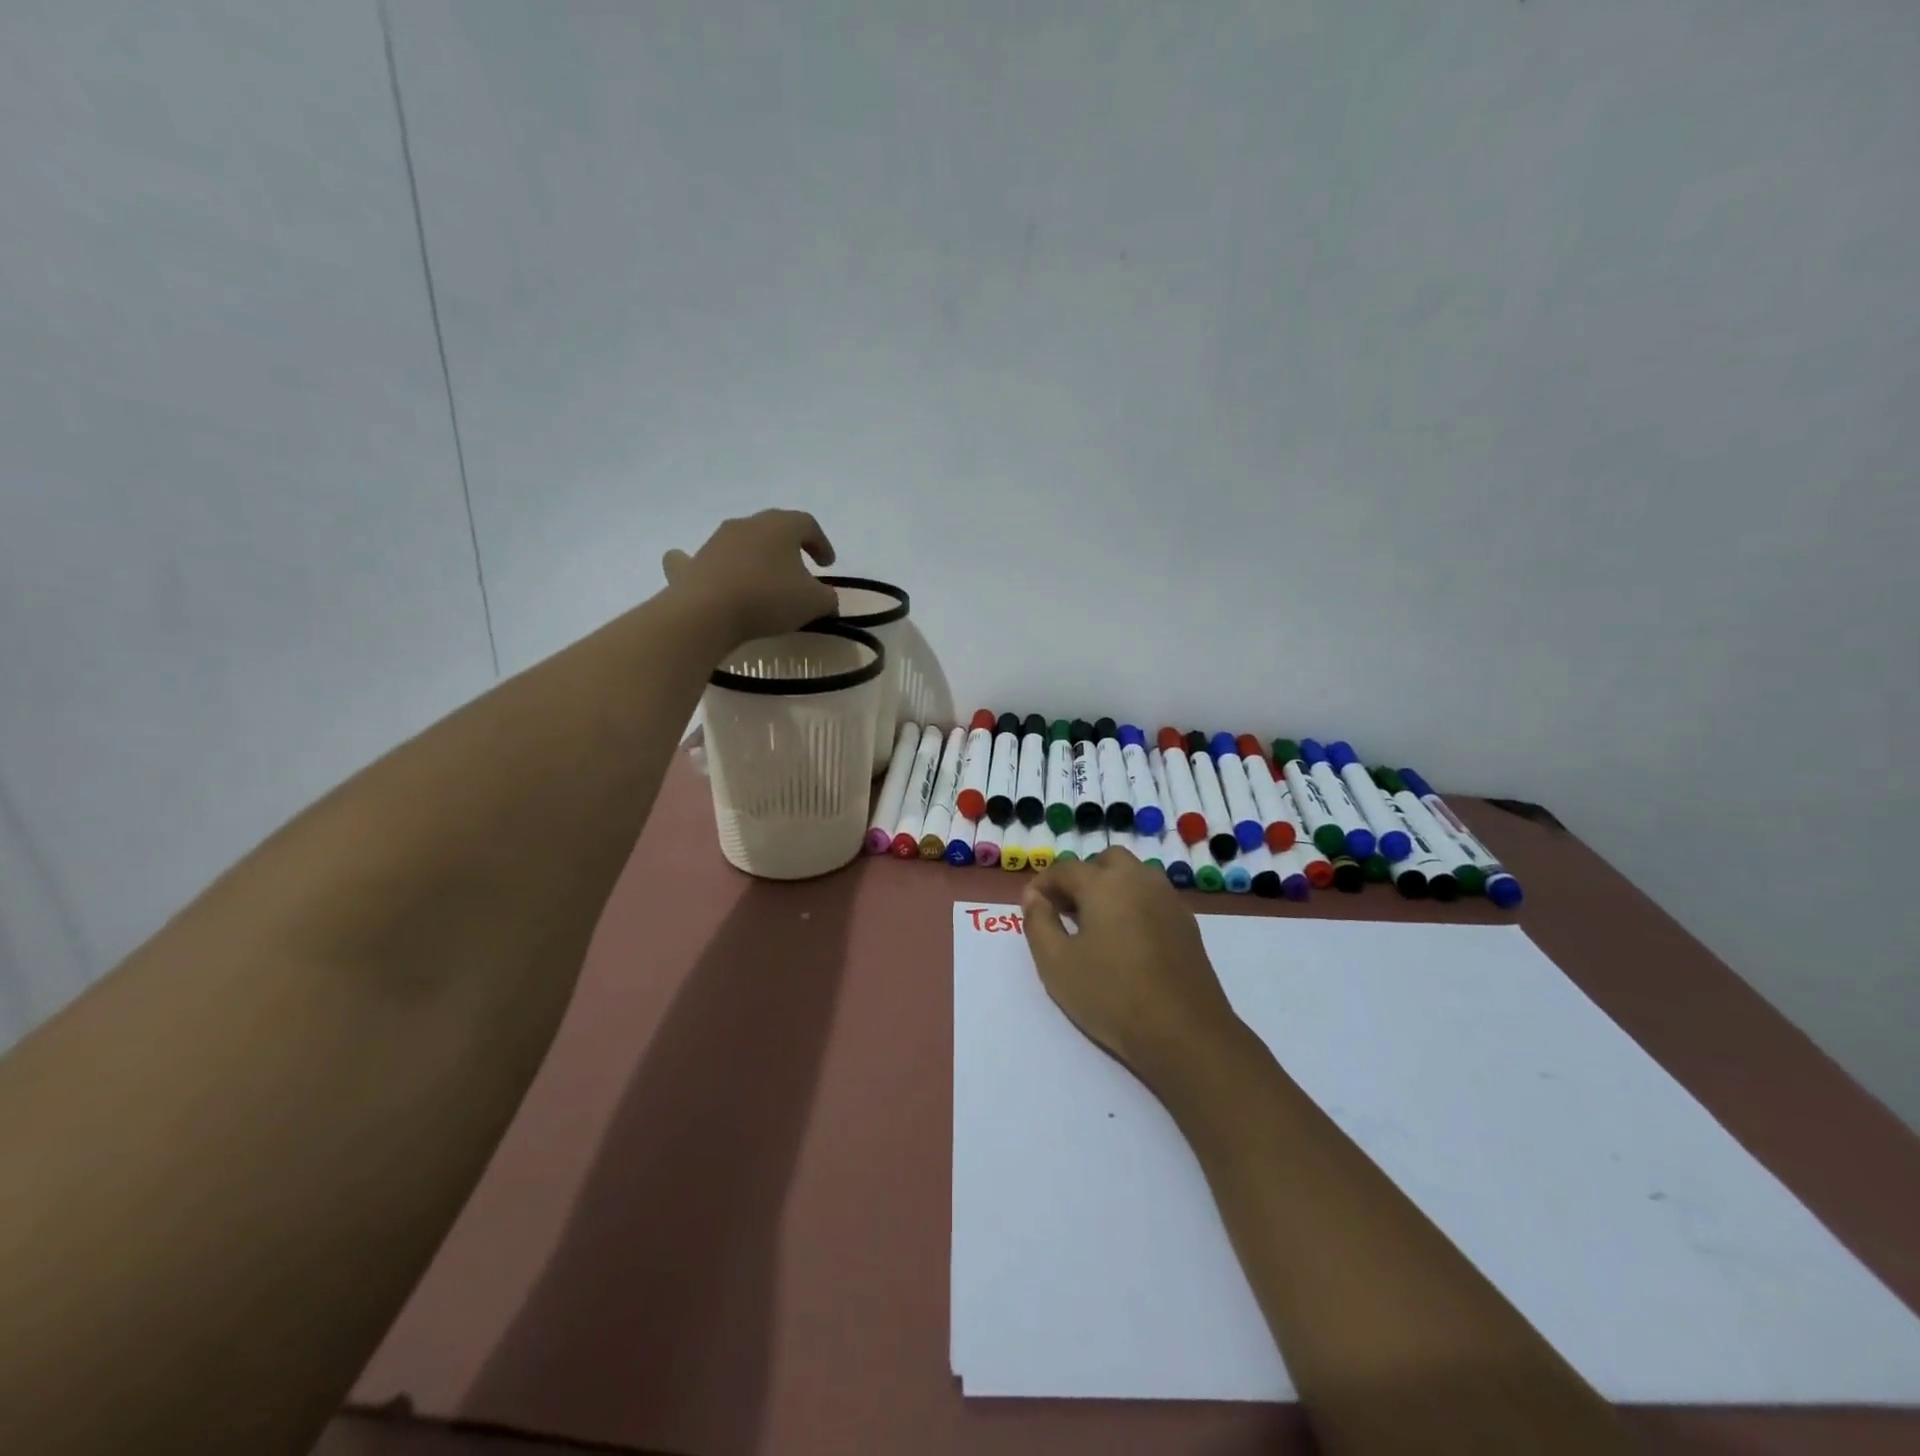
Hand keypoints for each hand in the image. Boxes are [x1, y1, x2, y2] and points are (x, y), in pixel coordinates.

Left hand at [662, 510, 839, 646]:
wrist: (708, 611)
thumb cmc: (769, 598)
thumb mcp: (814, 602)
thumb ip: (828, 598)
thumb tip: (828, 601)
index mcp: (781, 526)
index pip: (807, 524)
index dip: (822, 543)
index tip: (827, 565)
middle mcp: (748, 524)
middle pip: (775, 528)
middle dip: (790, 547)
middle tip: (801, 568)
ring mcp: (717, 540)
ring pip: (744, 541)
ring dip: (758, 556)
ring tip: (766, 581)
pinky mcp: (694, 561)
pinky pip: (707, 557)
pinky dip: (715, 563)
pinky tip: (716, 573)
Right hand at [1022, 849, 1241, 1084]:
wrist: (1185, 1033)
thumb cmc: (1112, 995)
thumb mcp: (1056, 963)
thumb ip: (1038, 923)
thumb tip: (1035, 897)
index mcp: (1104, 883)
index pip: (1065, 869)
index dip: (1042, 884)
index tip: (1030, 906)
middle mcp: (1139, 880)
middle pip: (1105, 862)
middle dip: (1082, 877)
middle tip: (1065, 910)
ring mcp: (1168, 900)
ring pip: (1134, 877)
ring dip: (1110, 888)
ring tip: (1094, 926)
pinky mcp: (1187, 923)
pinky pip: (1152, 899)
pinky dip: (1133, 906)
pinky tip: (1125, 941)